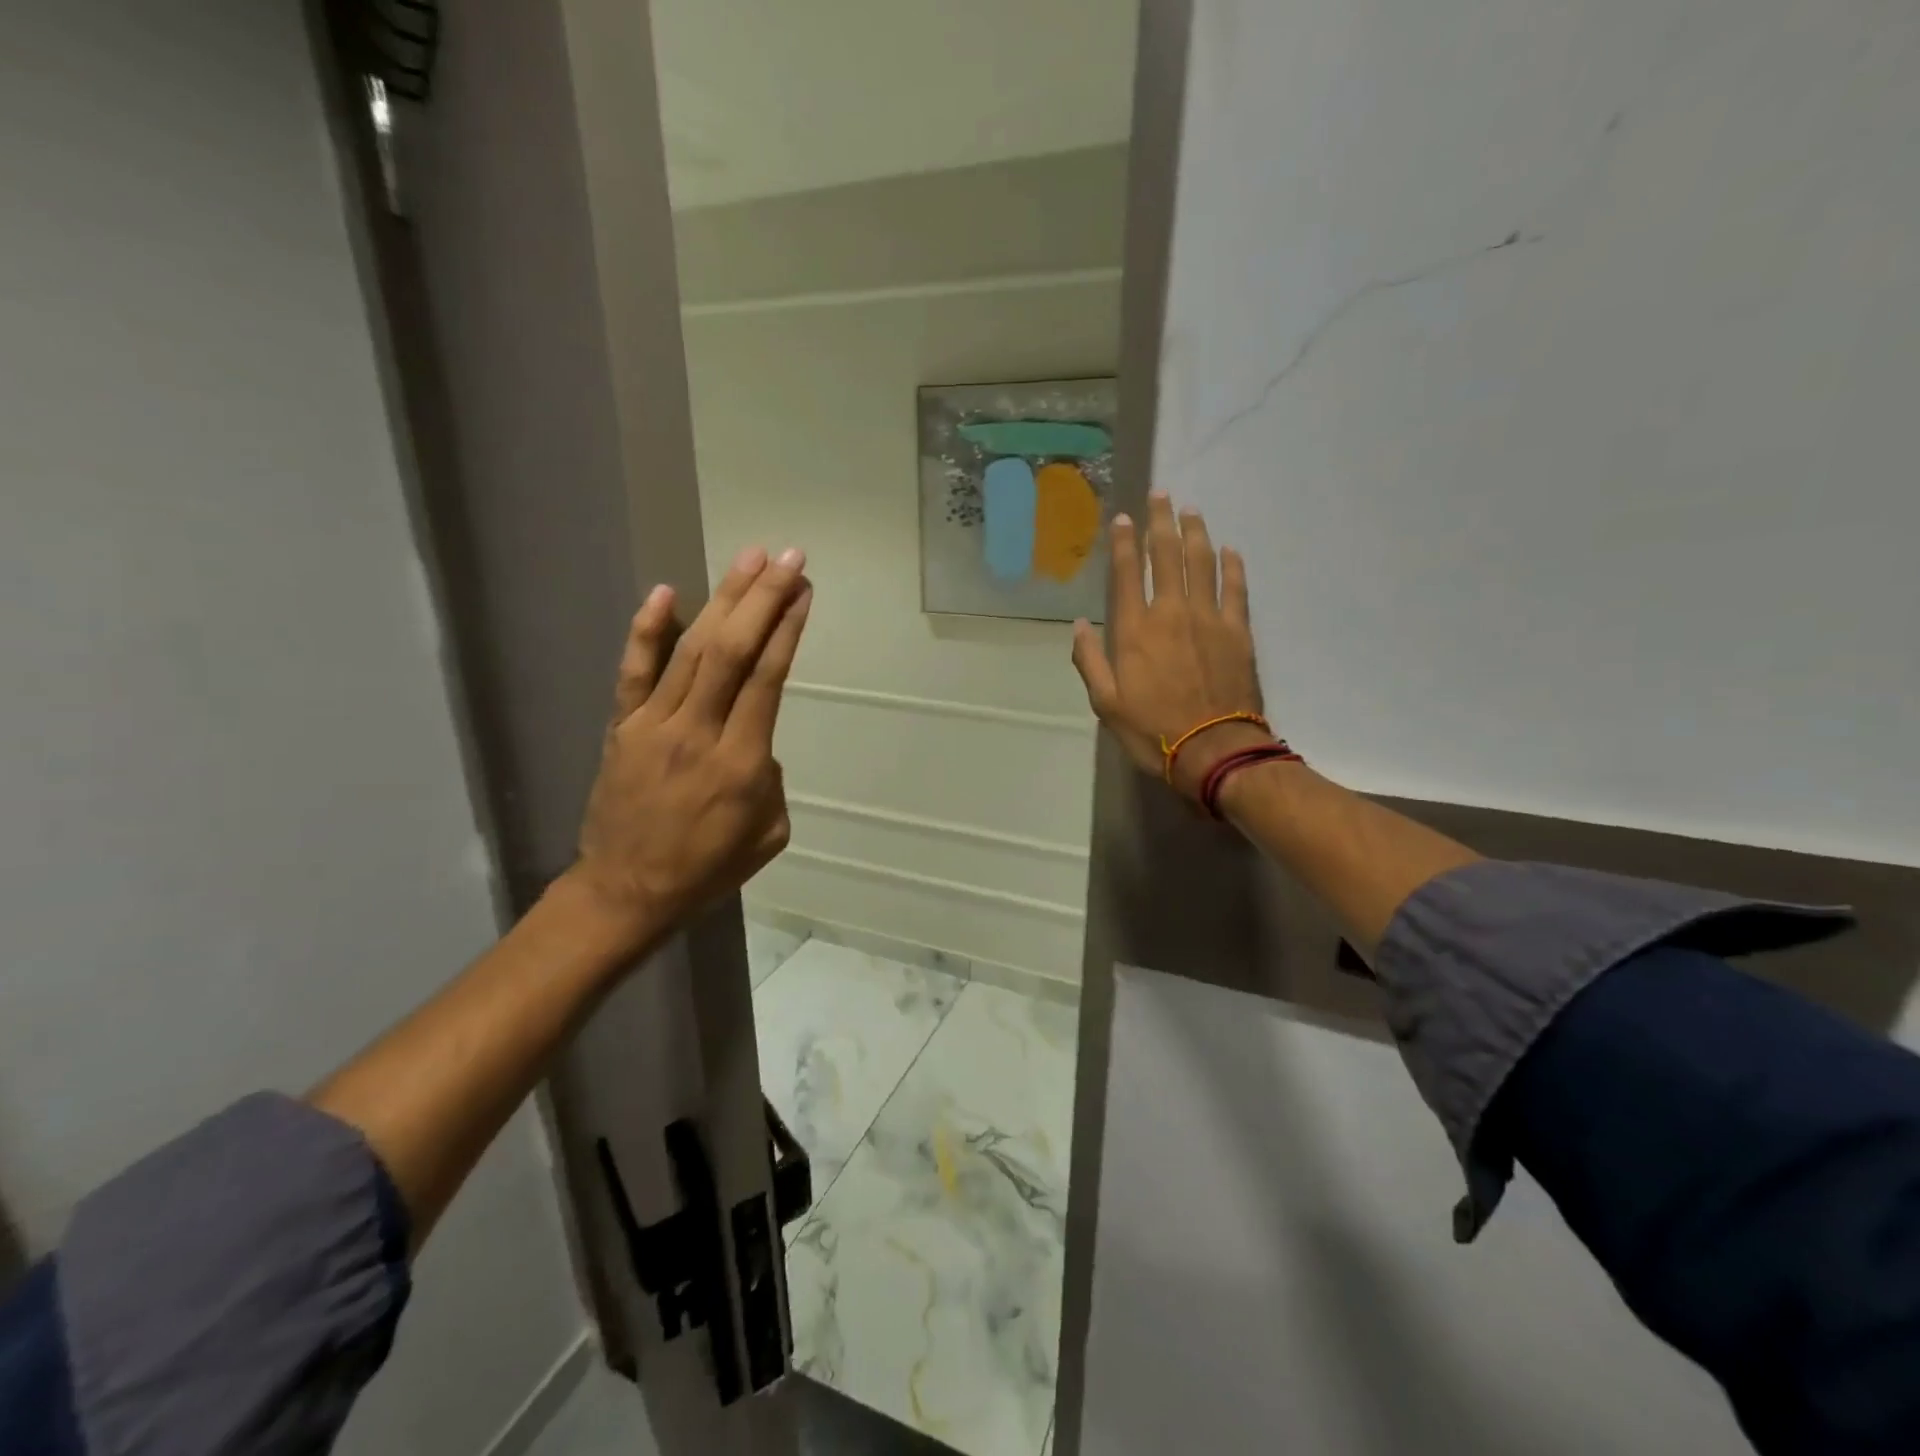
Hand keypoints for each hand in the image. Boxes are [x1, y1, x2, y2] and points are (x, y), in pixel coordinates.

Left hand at [564, 545, 811, 951]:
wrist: (627, 892)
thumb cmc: (707, 868)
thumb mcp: (769, 834)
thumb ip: (770, 778)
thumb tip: (755, 741)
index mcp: (741, 763)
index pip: (768, 679)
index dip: (787, 629)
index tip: (804, 591)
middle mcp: (698, 732)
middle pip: (732, 651)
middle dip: (763, 598)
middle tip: (788, 558)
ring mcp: (654, 725)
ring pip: (692, 651)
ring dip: (723, 600)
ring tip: (749, 559)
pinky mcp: (622, 727)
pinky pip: (634, 672)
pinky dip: (648, 631)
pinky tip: (666, 592)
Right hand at [1071, 495, 1269, 797]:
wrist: (1213, 750)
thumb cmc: (1152, 730)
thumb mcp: (1106, 703)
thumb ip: (1090, 661)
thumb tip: (1079, 626)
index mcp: (1134, 630)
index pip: (1126, 574)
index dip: (1123, 542)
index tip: (1123, 518)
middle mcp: (1171, 613)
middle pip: (1166, 555)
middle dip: (1161, 521)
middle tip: (1161, 495)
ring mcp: (1209, 618)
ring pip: (1203, 562)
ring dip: (1196, 532)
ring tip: (1191, 510)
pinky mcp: (1238, 631)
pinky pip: (1236, 587)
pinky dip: (1233, 565)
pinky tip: (1230, 549)